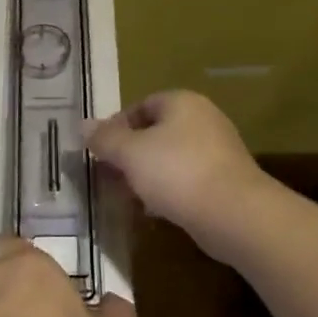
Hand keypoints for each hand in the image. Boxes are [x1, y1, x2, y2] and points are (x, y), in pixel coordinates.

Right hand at [85, 90, 272, 257]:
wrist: (234, 213)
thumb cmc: (176, 172)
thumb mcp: (130, 153)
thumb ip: (105, 138)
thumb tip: (83, 125)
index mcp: (181, 103)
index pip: (140, 105)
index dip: (116, 126)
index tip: (99, 151)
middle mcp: (202, 120)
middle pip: (155, 132)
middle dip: (128, 155)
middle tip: (109, 176)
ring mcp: (217, 151)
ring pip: (169, 158)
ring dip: (146, 175)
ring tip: (127, 196)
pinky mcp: (224, 181)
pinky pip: (186, 179)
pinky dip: (167, 191)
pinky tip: (155, 210)